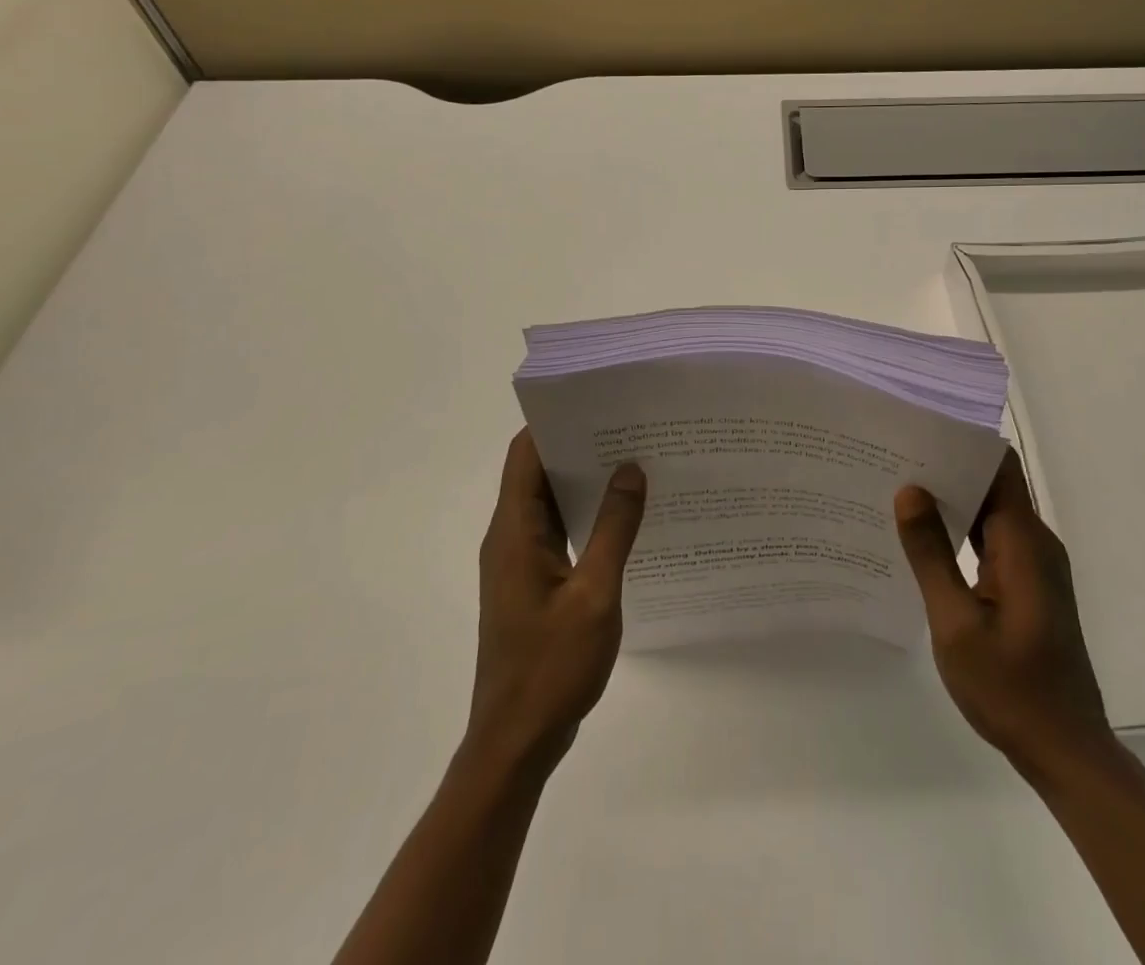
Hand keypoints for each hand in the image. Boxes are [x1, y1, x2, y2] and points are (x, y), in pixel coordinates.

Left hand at [468, 430, 646, 772]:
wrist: (515, 742)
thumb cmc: (551, 667)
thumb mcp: (594, 595)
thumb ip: (614, 529)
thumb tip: (630, 469)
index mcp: (514, 531)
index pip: (526, 454)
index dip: (556, 422)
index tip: (598, 402)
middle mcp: (509, 537)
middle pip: (537, 472)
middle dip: (579, 445)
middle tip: (630, 427)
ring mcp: (519, 562)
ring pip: (550, 502)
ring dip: (584, 481)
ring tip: (634, 461)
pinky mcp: (531, 583)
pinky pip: (558, 531)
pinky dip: (585, 515)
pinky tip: (624, 516)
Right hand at [895, 448, 1110, 773]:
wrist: (1065, 750)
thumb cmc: (1010, 688)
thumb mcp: (956, 624)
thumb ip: (931, 554)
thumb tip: (909, 490)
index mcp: (1023, 542)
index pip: (999, 466)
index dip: (962, 443)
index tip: (917, 431)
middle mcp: (1035, 542)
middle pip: (993, 484)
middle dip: (946, 468)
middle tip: (892, 458)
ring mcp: (1034, 564)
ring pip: (991, 512)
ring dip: (952, 499)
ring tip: (898, 487)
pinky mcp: (1029, 584)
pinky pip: (993, 539)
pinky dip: (962, 530)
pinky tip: (924, 535)